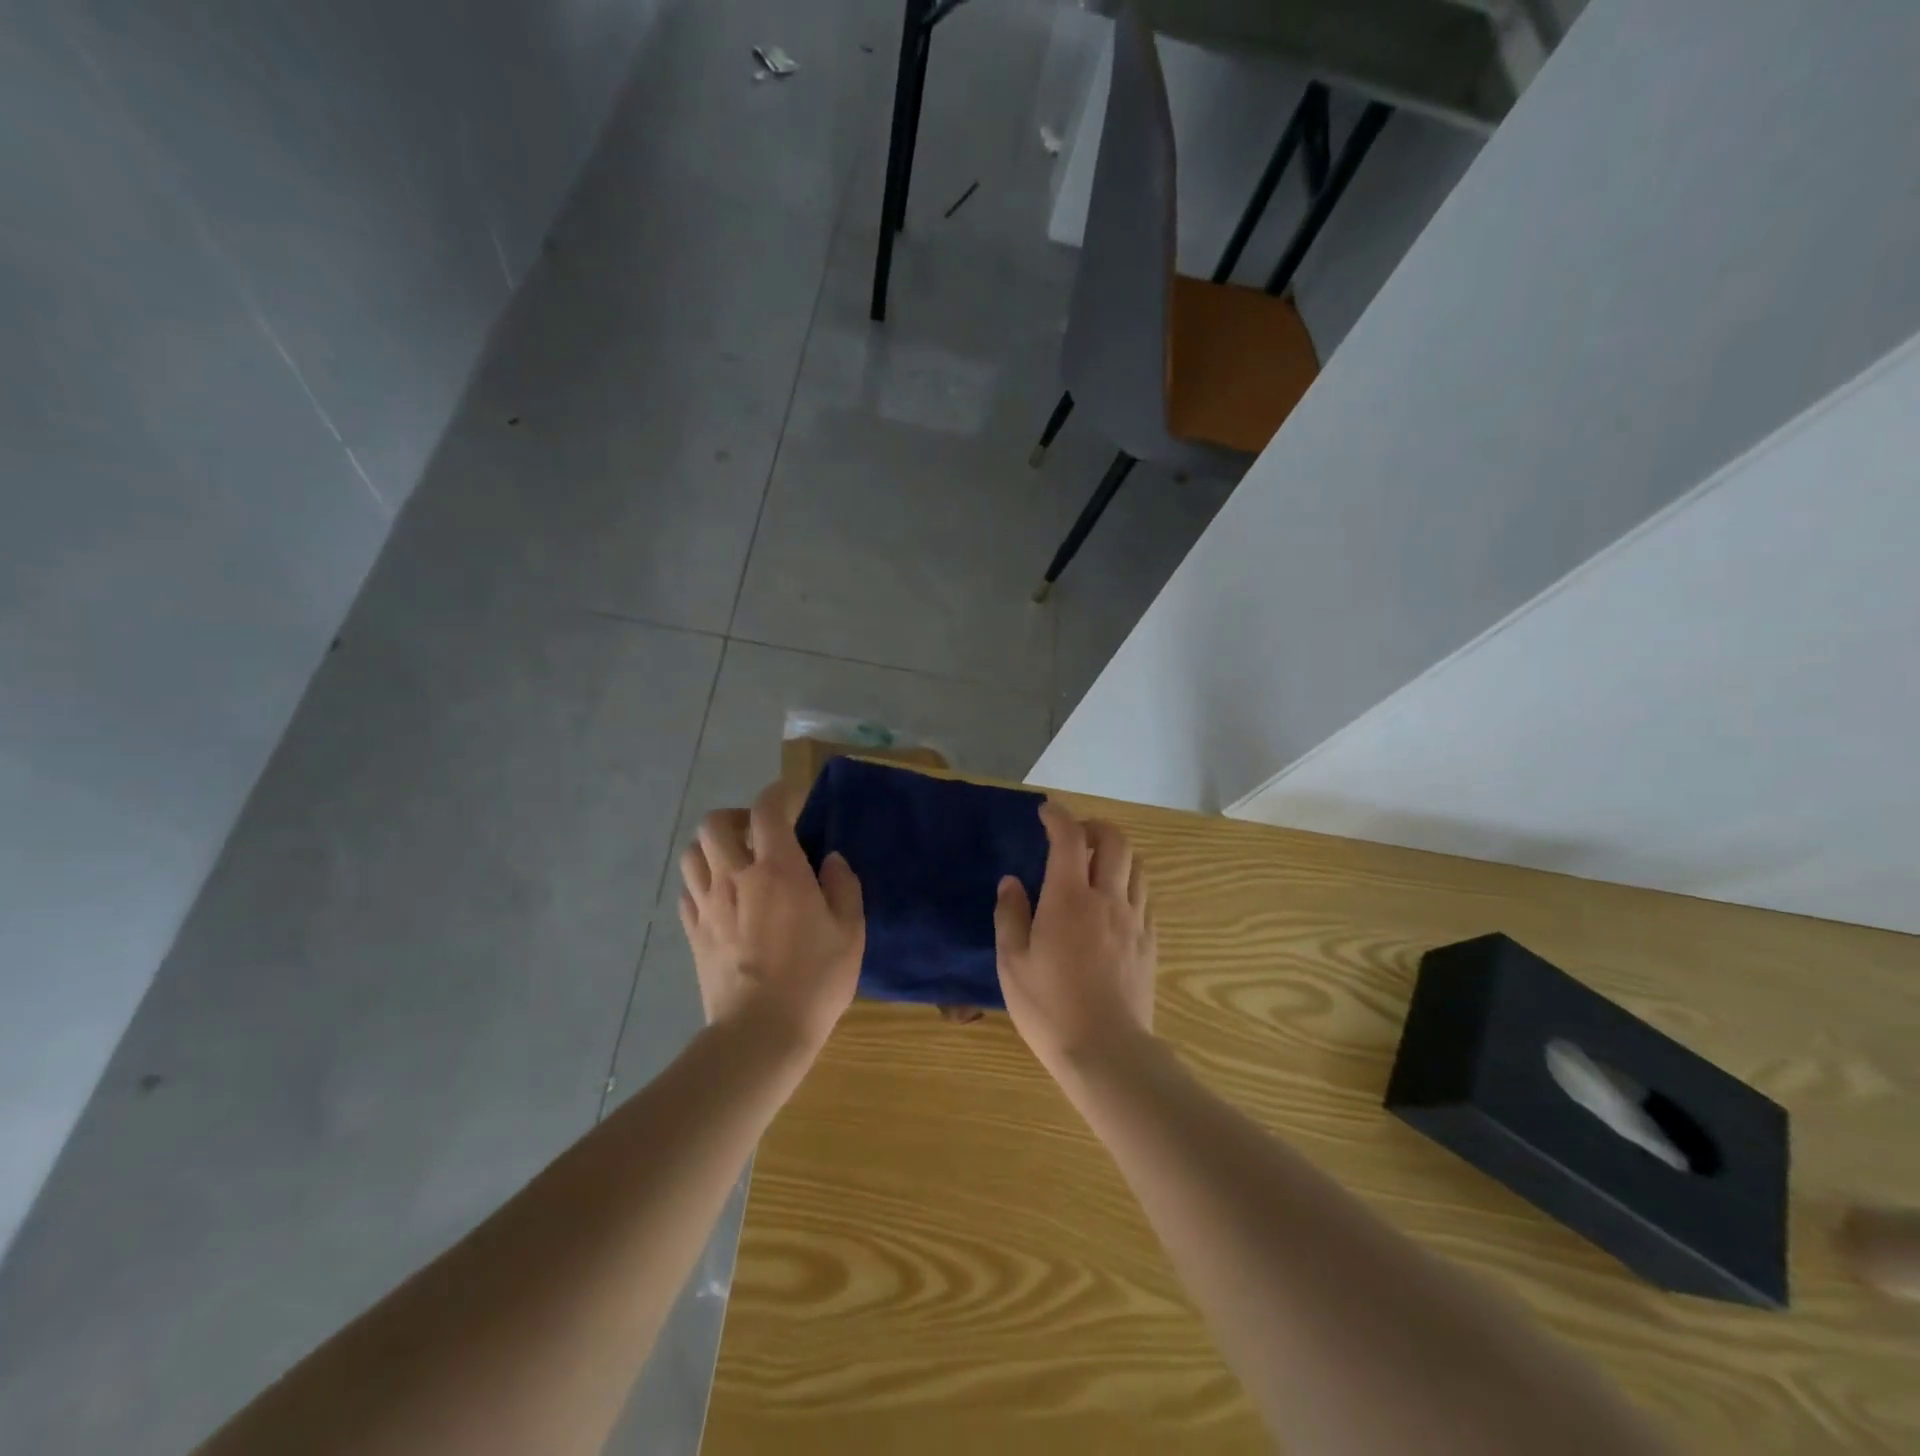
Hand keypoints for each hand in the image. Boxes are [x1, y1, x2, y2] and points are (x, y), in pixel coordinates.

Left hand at [678, 781, 864, 1053]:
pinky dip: (702, 881)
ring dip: (713, 847)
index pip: (767, 810)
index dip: (779, 794)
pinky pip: (688, 890)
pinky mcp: (693, 932)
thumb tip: (830, 860)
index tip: (792, 797)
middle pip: (716, 824)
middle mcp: (736, 877)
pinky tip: (721, 897)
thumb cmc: (815, 980)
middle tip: (759, 833)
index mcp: (779, 870)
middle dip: (737, 817)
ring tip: (735, 862)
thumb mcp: (850, 932)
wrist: (760, 1034)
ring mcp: (708, 905)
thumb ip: (843, 886)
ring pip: (692, 853)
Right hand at [993, 803, 1155, 1076]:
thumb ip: (1010, 915)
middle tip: (1075, 838)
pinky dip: (1129, 884)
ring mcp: (1134, 919)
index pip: (1069, 838)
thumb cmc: (1049, 1007)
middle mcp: (1107, 898)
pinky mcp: (1150, 942)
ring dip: (1117, 854)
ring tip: (1096, 867)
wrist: (1107, 1052)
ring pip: (1137, 865)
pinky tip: (1114, 903)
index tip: (1047, 811)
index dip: (1058, 817)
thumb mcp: (1012, 963)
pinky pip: (1145, 896)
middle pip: (1115, 841)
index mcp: (1068, 898)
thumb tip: (1011, 882)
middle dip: (1095, 828)